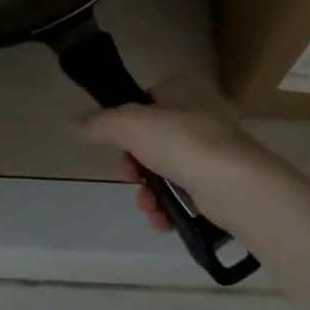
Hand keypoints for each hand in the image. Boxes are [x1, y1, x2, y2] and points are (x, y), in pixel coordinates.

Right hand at [76, 74, 280, 232]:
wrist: (235, 184)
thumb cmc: (181, 141)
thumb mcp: (129, 124)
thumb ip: (100, 123)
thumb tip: (74, 121)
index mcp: (184, 88)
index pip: (147, 101)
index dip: (127, 125)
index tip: (118, 146)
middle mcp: (203, 113)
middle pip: (155, 139)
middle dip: (136, 165)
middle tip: (130, 177)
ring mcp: (216, 149)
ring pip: (169, 169)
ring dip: (150, 191)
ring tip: (146, 206)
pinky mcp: (225, 182)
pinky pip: (188, 193)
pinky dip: (171, 207)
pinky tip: (162, 220)